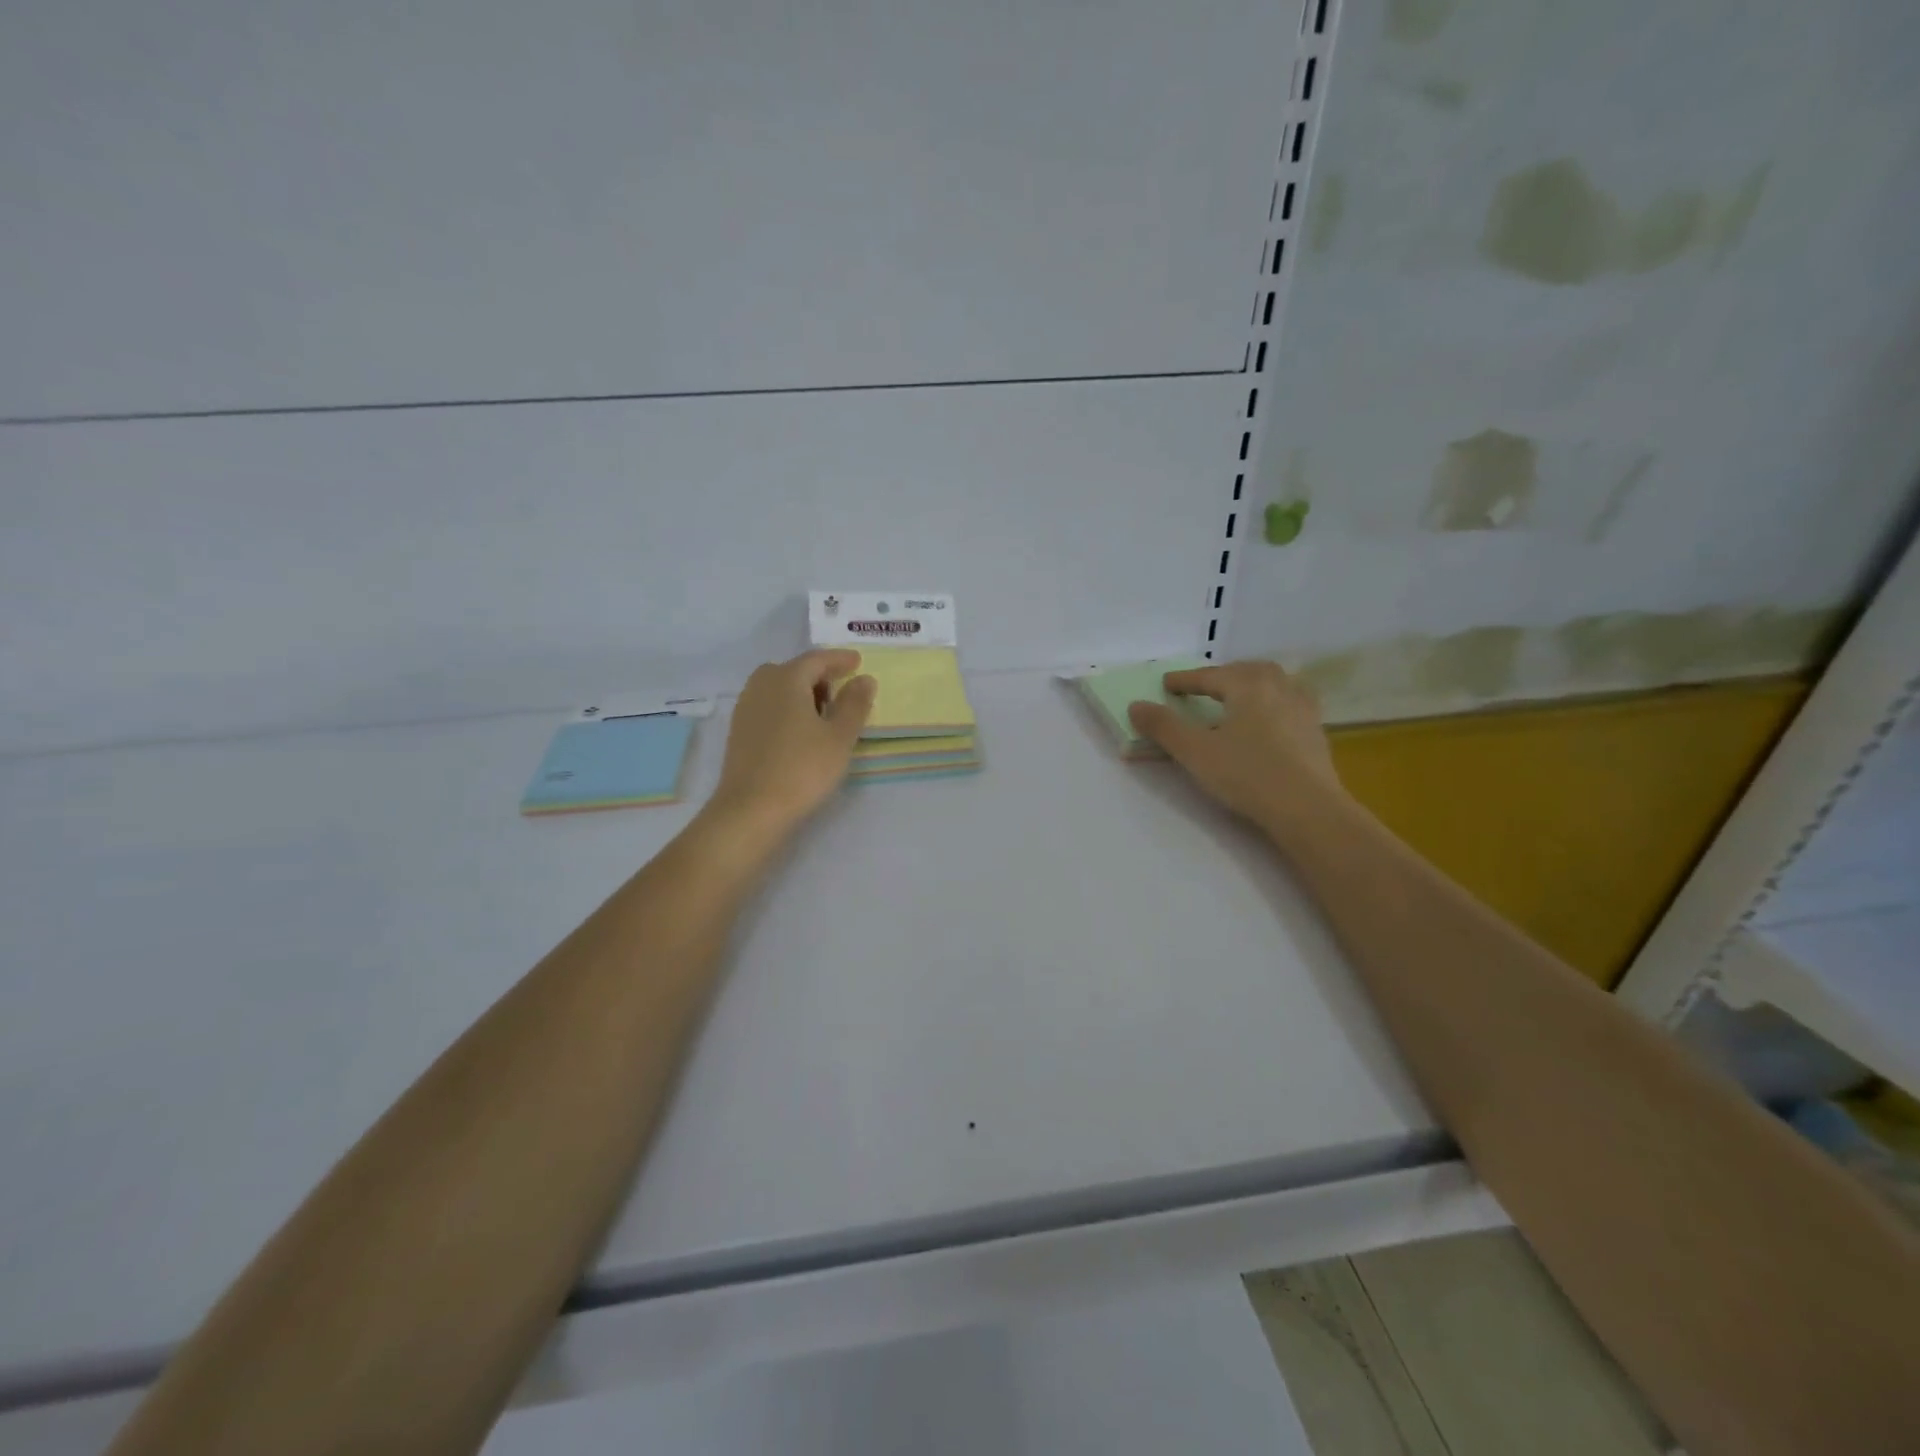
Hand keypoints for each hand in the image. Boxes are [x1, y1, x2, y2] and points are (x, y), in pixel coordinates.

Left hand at [707, 650, 876, 836]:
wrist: (751, 810)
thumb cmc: (802, 769)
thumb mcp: (839, 737)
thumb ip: (854, 704)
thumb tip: (864, 679)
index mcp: (786, 679)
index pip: (816, 659)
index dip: (839, 659)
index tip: (857, 661)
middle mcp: (761, 686)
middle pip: (793, 670)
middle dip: (818, 675)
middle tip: (841, 690)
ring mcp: (746, 709)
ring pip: (778, 688)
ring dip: (801, 693)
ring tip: (823, 714)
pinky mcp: (739, 732)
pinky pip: (768, 707)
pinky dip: (787, 709)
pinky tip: (799, 732)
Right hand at [1127, 660, 1343, 829]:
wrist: (1308, 809)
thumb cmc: (1247, 775)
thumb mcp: (1195, 752)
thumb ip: (1164, 727)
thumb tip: (1136, 706)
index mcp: (1248, 686)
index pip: (1210, 676)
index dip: (1186, 680)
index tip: (1167, 683)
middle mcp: (1279, 689)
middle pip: (1248, 671)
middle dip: (1224, 675)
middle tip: (1205, 686)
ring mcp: (1303, 710)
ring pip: (1276, 683)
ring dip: (1253, 685)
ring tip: (1239, 698)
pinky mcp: (1316, 733)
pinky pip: (1291, 704)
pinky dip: (1274, 703)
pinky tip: (1269, 722)